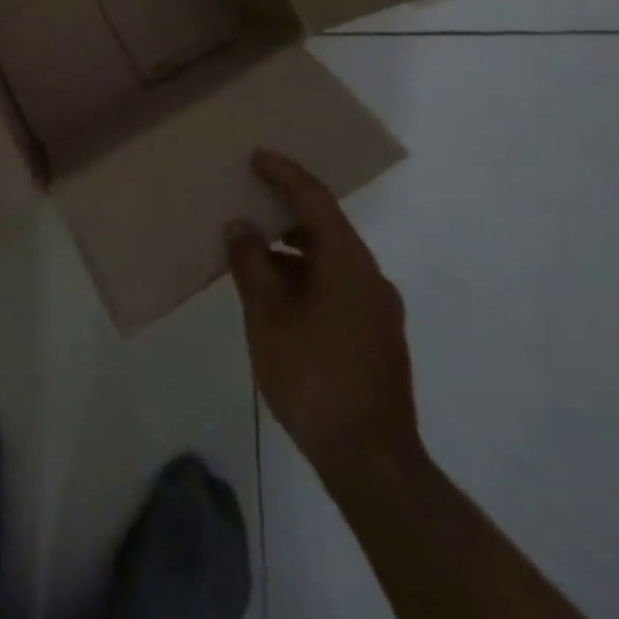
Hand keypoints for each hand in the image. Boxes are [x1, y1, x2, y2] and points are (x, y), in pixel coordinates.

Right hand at [226, 150, 423, 487]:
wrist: (372, 462)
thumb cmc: (314, 378)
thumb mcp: (268, 317)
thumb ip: (251, 264)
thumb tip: (240, 227)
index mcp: (348, 262)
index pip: (315, 200)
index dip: (284, 174)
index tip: (257, 156)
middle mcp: (370, 275)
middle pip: (326, 225)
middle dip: (286, 209)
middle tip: (249, 196)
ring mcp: (378, 307)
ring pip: (332, 257)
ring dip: (294, 247)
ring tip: (254, 247)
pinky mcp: (377, 334)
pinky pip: (338, 283)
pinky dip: (307, 274)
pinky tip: (278, 292)